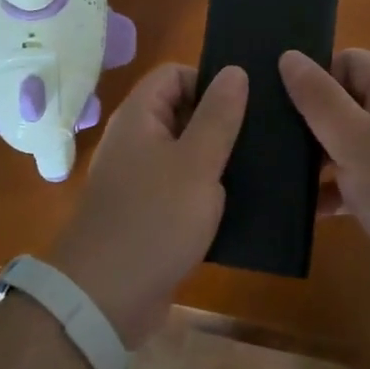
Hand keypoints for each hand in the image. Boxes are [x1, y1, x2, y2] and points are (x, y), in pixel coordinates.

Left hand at [47, 63, 247, 346]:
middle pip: (181, 110)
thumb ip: (218, 116)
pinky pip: (182, 187)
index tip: (246, 104)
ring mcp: (140, 178)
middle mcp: (136, 140)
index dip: (209, 80)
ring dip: (218, 158)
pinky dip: (207, 190)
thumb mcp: (197, 164)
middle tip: (265, 135)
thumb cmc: (154, 220)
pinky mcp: (148, 212)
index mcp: (140, 117)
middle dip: (221, 120)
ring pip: (186, 152)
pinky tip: (241, 203)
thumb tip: (235, 70)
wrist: (105, 298)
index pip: (174, 73)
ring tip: (263, 167)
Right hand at [279, 48, 369, 269]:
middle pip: (347, 100)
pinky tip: (306, 210)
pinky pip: (361, 177)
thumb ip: (319, 98)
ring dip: (319, 157)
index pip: (348, 61)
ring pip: (351, 141)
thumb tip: (289, 55)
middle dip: (311, 119)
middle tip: (271, 139)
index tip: (282, 103)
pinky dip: (336, 189)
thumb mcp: (354, 140)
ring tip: (277, 174)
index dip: (316, 76)